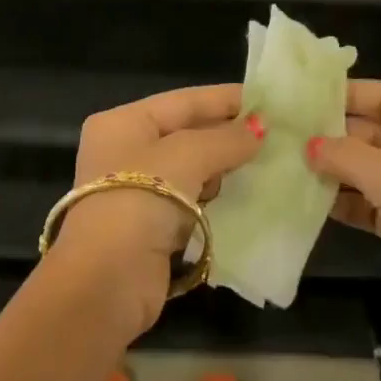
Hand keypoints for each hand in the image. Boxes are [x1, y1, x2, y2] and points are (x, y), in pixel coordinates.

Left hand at [53, 85, 264, 335]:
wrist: (106, 281)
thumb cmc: (140, 199)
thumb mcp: (187, 156)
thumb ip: (226, 139)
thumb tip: (260, 128)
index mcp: (123, 123)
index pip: (183, 101)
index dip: (225, 99)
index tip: (267, 100)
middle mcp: (125, 150)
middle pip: (186, 133)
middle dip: (227, 134)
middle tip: (275, 133)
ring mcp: (135, 190)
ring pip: (190, 168)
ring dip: (223, 168)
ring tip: (267, 162)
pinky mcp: (150, 225)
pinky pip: (190, 199)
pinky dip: (214, 197)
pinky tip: (245, 195)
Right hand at [308, 80, 380, 330]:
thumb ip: (349, 157)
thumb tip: (309, 145)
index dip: (352, 94)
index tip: (309, 97)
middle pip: (379, 132)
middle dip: (339, 135)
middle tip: (293, 134)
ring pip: (374, 169)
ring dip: (340, 169)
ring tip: (295, 164)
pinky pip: (375, 203)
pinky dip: (350, 201)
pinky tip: (315, 200)